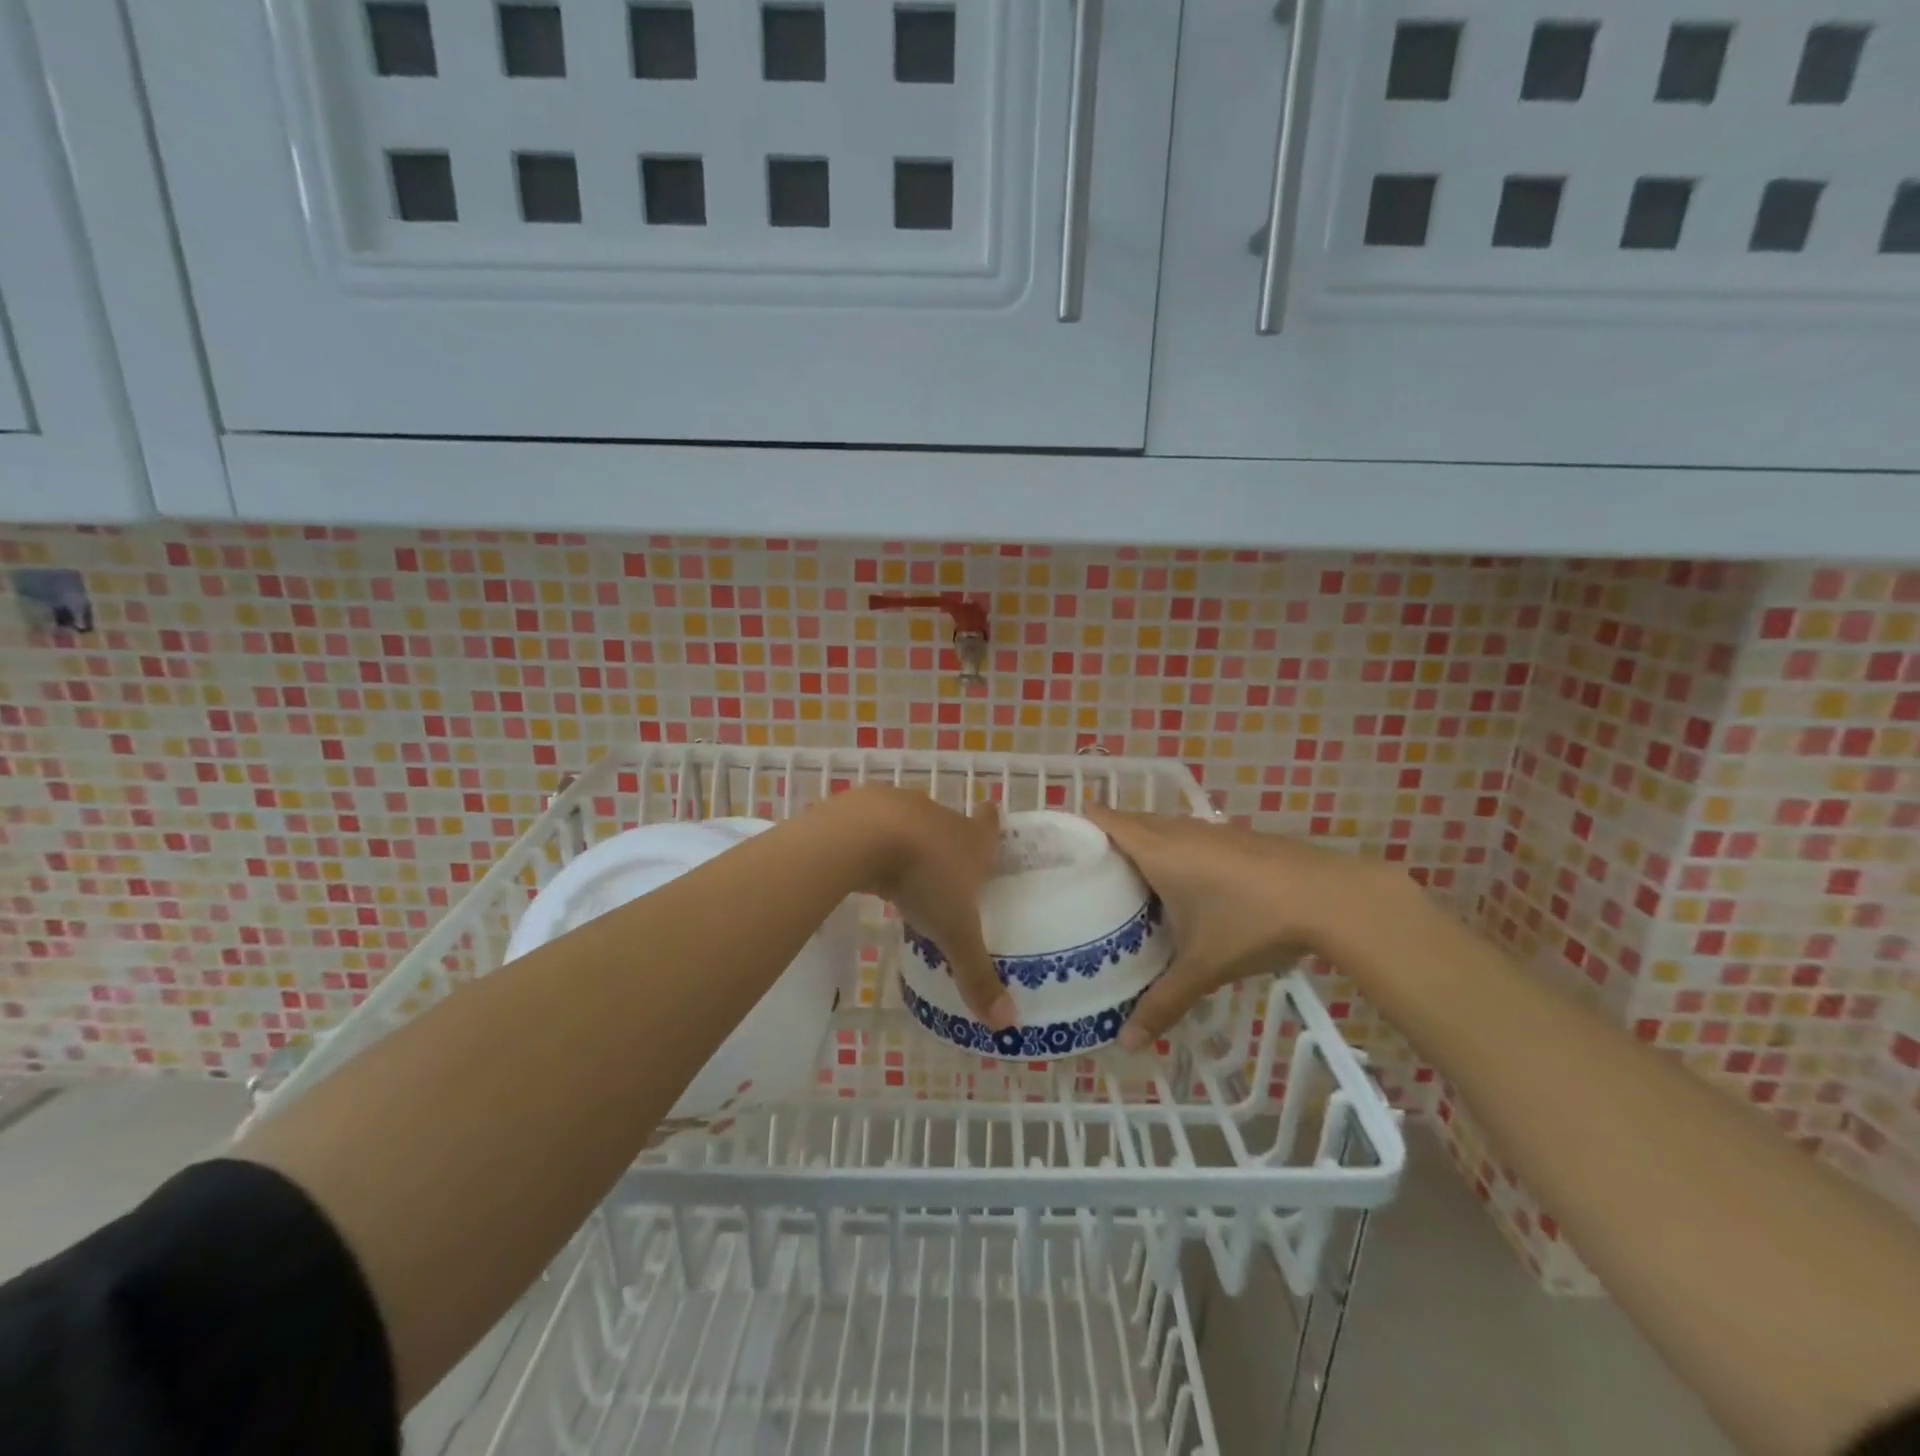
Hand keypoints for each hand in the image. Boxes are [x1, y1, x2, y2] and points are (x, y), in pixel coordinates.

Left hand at [823, 786, 1013, 1031]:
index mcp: (972, 839)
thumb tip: (1008, 1024)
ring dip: (910, 840)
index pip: (990, 824)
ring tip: (903, 868)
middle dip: (949, 841)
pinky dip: (873, 839)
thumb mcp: (953, 932)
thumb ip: (976, 974)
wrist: (863, 836)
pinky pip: (874, 824)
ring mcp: (901, 806)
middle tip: (947, 867)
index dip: (992, 820)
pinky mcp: (864, 805)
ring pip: (912, 822)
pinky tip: (865, 860)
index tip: (992, 812)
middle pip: (951, 824)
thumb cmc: (923, 879)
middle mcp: (940, 816)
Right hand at [1084, 806, 1381, 1050]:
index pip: (1103, 817)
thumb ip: (1162, 1003)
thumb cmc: (1251, 922)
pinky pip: (1187, 835)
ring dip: (1140, 845)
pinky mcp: (1236, 837)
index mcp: (1156, 849)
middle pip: (1128, 820)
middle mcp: (1178, 830)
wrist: (1330, 897)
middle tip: (1082, 876)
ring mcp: (1210, 829)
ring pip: (1160, 827)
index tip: (1055, 848)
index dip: (1076, 824)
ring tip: (1124, 883)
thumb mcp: (1202, 967)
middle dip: (1104, 840)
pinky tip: (1181, 886)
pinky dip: (1171, 850)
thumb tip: (1127, 1045)